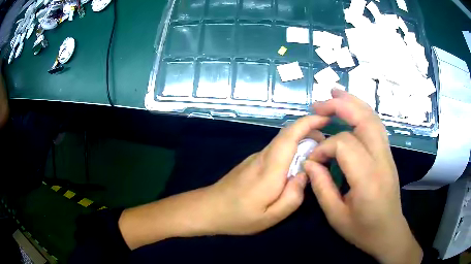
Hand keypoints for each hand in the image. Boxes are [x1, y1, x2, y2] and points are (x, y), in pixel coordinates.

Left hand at [207, 115, 327, 234]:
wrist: (208, 209)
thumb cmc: (238, 216)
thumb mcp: (270, 217)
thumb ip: (292, 197)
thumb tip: (305, 175)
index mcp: (270, 169)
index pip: (290, 136)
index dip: (308, 122)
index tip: (325, 118)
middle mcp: (262, 157)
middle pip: (287, 135)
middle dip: (309, 130)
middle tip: (326, 144)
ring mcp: (255, 158)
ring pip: (282, 142)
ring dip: (301, 140)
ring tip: (316, 154)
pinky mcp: (252, 162)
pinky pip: (275, 151)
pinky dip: (291, 150)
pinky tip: (296, 165)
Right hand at [304, 89, 421, 263]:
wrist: (388, 233)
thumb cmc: (363, 230)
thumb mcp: (336, 216)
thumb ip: (321, 187)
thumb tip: (310, 162)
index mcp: (368, 179)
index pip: (344, 145)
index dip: (324, 148)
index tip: (313, 161)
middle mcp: (381, 160)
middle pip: (364, 120)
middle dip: (340, 107)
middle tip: (318, 104)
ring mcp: (388, 155)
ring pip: (373, 118)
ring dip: (353, 102)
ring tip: (334, 94)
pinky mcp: (388, 155)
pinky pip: (376, 126)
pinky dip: (362, 112)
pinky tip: (351, 109)